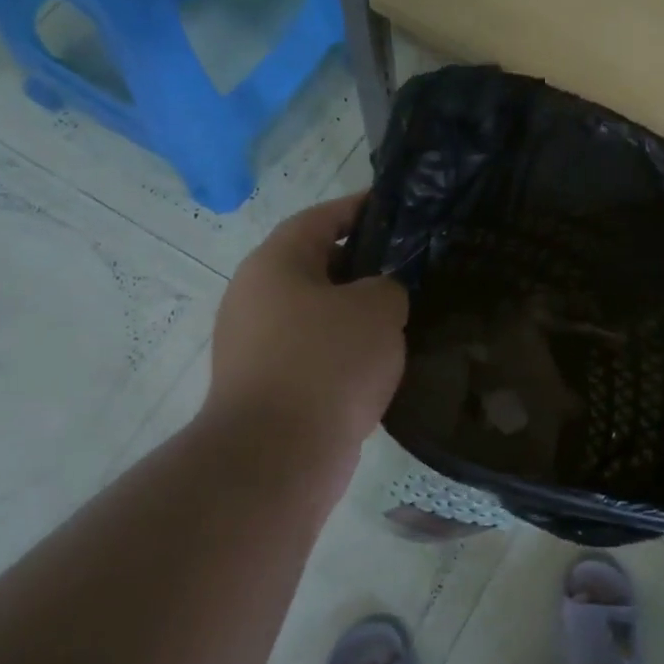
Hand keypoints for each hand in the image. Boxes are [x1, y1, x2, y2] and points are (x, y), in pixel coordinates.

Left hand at [204, 193, 407, 456]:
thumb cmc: (328, 363)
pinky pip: (312, 353)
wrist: (277, 454)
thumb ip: (389, 286)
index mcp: (275, 264)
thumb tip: (379, 296)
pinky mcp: (264, 385)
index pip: (321, 219)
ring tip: (402, 318)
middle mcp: (255, 297)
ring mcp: (254, 344)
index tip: (395, 209)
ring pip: (316, 313)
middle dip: (363, 266)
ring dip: (354, 314)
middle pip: (316, 266)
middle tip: (410, 270)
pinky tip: (377, 364)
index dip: (360, 209)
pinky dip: (342, 352)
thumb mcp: (378, 308)